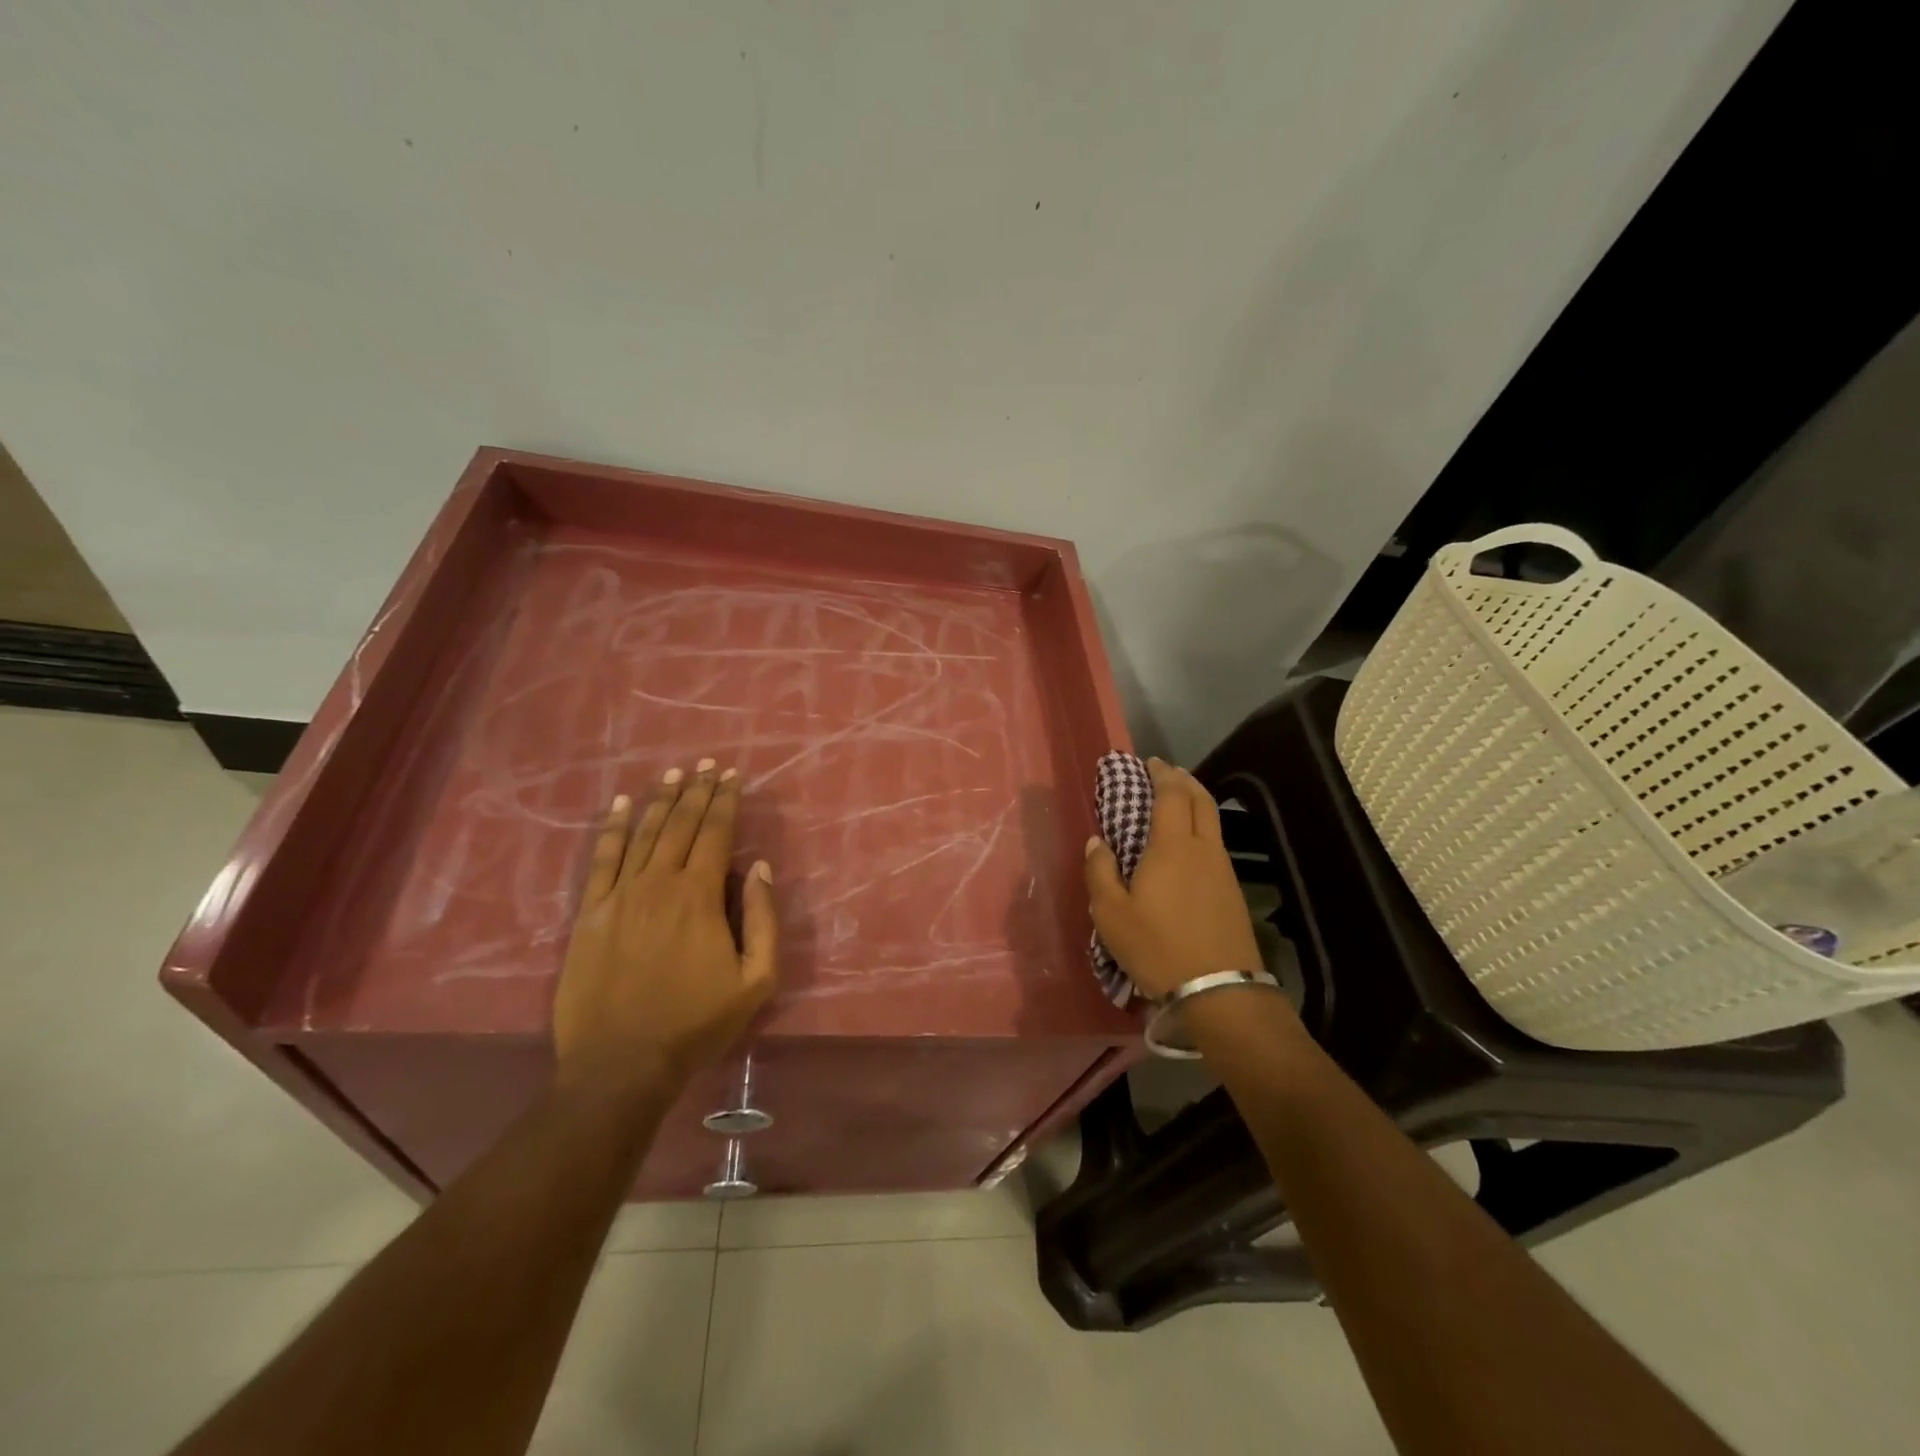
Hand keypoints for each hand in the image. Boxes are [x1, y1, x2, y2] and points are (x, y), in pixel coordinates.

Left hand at [554, 761, 778, 1102]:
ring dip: (660, 800)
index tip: (733, 775)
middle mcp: (659, 883)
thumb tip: (759, 868)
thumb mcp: (755, 981)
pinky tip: (619, 806)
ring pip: (643, 834)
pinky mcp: (590, 913)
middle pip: (680, 825)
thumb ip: (763, 919)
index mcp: (700, 896)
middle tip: (707, 764)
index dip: (726, 801)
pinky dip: (611, 829)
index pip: (715, 833)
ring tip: (674, 774)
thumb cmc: (696, 1023)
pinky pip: (601, 859)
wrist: (621, 1065)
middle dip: (697, 791)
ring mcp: (619, 896)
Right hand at [1085, 757, 1263, 999]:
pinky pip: (1216, 844)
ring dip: (1195, 803)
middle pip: (1201, 799)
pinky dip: (1202, 829)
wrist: (1218, 989)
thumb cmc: (1157, 946)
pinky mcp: (1233, 892)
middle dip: (1184, 780)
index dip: (1161, 774)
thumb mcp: (1111, 913)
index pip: (1172, 795)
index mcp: (1172, 846)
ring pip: (1213, 821)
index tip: (1150, 763)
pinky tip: (1189, 846)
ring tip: (1176, 804)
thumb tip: (1097, 841)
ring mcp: (1223, 869)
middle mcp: (1203, 848)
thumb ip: (1100, 872)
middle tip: (1166, 774)